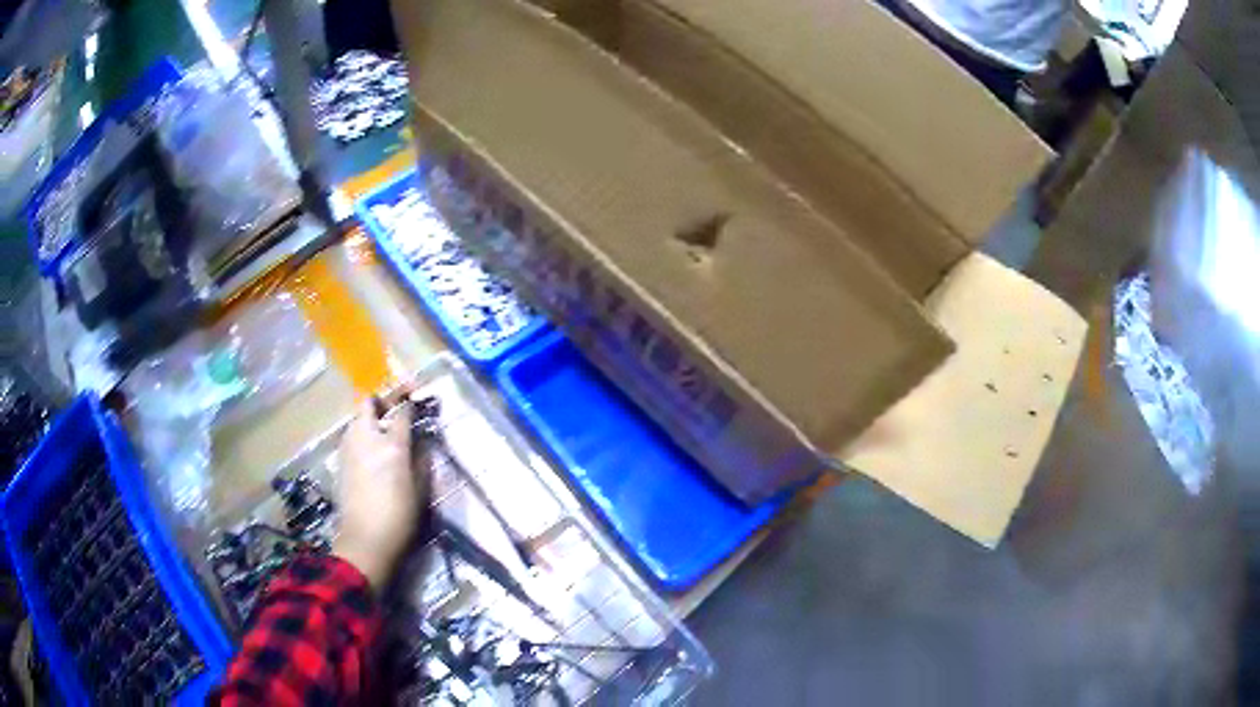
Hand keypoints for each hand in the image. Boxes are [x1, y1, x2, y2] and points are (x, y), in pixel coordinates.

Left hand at [332, 395, 426, 588]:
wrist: (365, 540)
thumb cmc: (399, 519)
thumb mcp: (420, 491)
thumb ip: (421, 461)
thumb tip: (422, 443)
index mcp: (393, 446)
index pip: (401, 412)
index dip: (409, 404)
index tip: (416, 403)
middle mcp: (368, 439)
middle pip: (369, 404)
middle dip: (381, 402)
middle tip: (393, 410)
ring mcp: (350, 448)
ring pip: (356, 419)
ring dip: (368, 418)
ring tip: (380, 430)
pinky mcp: (340, 460)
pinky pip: (350, 435)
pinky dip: (359, 434)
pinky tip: (368, 450)